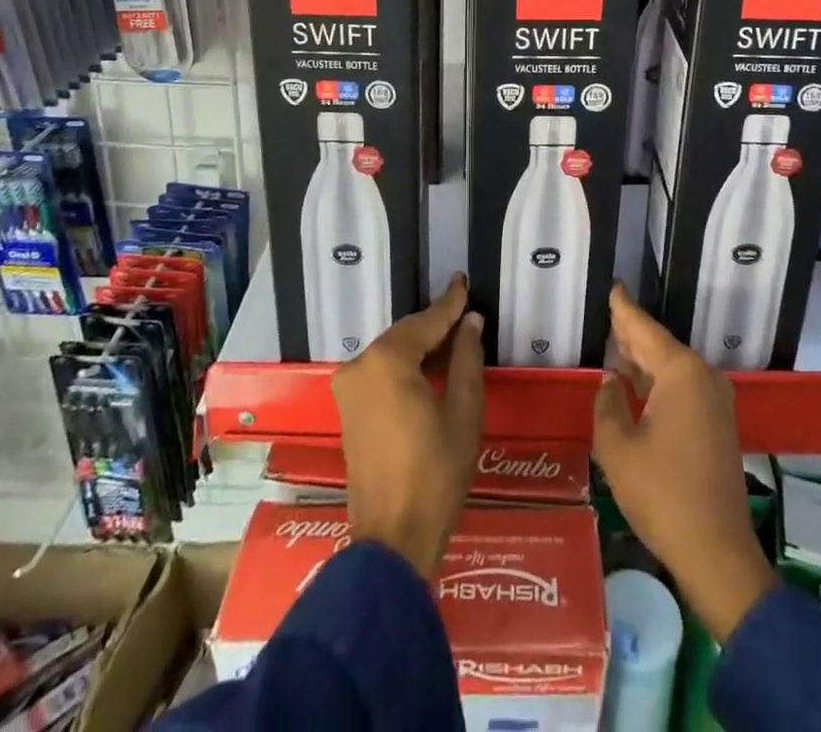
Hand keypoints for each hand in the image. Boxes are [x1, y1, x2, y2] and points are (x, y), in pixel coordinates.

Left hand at [331, 272, 484, 579]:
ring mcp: (349, 389)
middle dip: (436, 325)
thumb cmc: (435, 473)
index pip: (426, 322)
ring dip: (421, 347)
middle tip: (465, 313)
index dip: (450, 303)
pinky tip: (431, 368)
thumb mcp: (463, 412)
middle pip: (405, 335)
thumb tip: (471, 323)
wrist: (392, 539)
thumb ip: (467, 359)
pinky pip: (381, 373)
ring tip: (455, 339)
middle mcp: (361, 365)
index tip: (463, 281)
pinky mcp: (348, 410)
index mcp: (387, 361)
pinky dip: (406, 367)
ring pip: (392, 353)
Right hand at [592, 284, 776, 642]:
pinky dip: (659, 382)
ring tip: (616, 346)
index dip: (624, 309)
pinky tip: (637, 385)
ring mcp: (716, 401)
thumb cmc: (662, 494)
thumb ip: (608, 404)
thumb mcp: (618, 448)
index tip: (614, 286)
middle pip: (660, 345)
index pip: (644, 329)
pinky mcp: (718, 425)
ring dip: (644, 360)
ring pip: (672, 367)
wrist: (717, 553)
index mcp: (681, 373)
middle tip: (607, 315)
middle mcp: (703, 377)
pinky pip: (683, 388)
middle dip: (633, 334)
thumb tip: (611, 382)